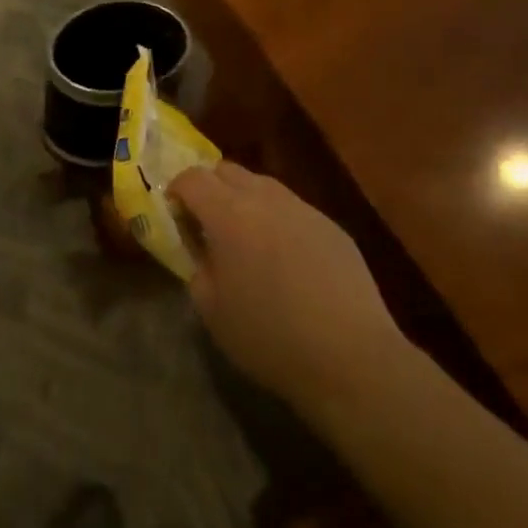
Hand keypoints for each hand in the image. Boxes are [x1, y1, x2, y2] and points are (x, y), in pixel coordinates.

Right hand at [171, 161, 401, 413]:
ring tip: (246, 239)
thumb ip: (197, 267)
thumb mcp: (211, 310)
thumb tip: (200, 249)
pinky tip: (285, 259)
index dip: (177, 190)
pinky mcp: (332, 227)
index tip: (175, 214)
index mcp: (228, 214)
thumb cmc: (270, 337)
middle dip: (209, 187)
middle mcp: (265, 199)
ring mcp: (303, 209)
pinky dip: (277, 220)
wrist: (352, 357)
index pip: (192, 178)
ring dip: (244, 201)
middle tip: (206, 222)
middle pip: (227, 170)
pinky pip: (293, 208)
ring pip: (263, 185)